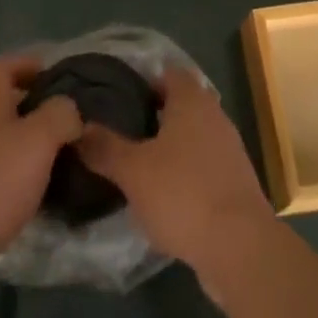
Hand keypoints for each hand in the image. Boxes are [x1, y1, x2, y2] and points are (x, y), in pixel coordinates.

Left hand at [0, 53, 82, 274]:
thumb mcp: (40, 140)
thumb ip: (61, 114)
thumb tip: (70, 109)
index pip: (5, 64)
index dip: (29, 65)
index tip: (55, 79)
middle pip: (0, 99)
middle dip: (30, 106)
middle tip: (59, 121)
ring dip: (21, 141)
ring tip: (50, 158)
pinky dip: (8, 170)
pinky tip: (25, 191)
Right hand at [77, 68, 274, 267]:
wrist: (239, 245)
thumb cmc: (183, 193)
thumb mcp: (134, 171)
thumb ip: (105, 148)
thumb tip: (79, 127)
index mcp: (191, 98)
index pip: (166, 72)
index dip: (142, 81)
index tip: (117, 98)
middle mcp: (213, 112)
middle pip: (179, 102)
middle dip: (152, 115)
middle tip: (121, 132)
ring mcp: (228, 146)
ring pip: (192, 134)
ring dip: (169, 145)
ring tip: (138, 164)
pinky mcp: (234, 179)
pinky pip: (203, 163)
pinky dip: (185, 171)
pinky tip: (166, 194)